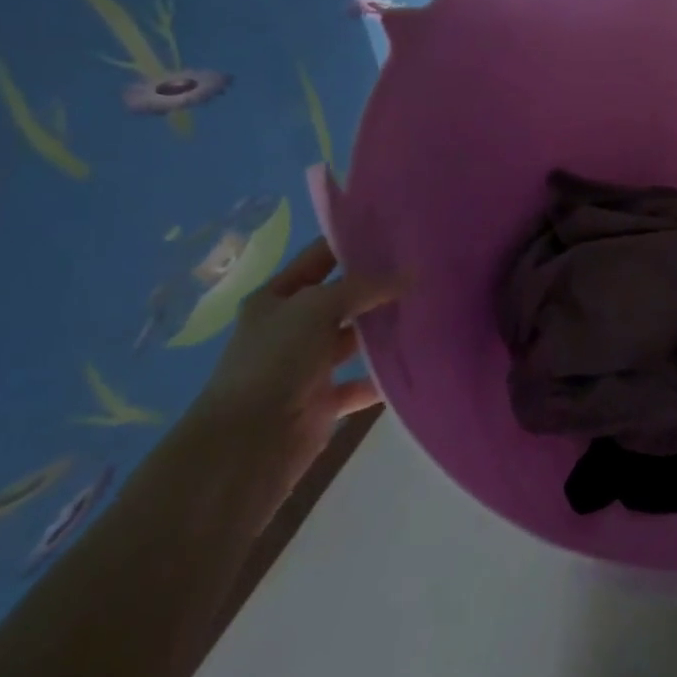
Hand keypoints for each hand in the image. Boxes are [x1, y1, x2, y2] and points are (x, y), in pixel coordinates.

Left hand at [191, 238, 403, 494]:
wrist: (247, 444)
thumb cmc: (274, 361)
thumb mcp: (316, 308)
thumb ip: (364, 287)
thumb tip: (412, 273)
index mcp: (276, 298)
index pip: (320, 258)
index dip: (353, 243)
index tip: (398, 232)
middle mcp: (291, 328)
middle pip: (341, 299)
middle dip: (378, 286)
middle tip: (425, 270)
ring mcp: (307, 366)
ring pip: (354, 340)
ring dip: (384, 331)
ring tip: (429, 310)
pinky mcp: (323, 401)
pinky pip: (361, 383)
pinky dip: (384, 377)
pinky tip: (417, 361)